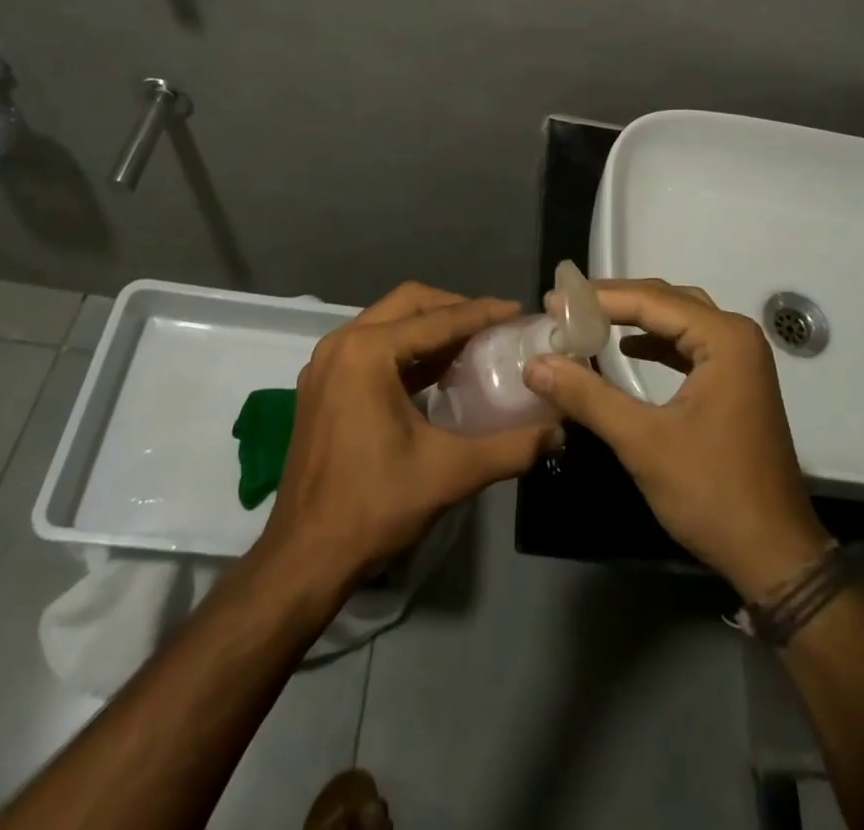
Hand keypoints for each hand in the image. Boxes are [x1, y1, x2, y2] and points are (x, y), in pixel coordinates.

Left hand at [257, 283, 560, 589]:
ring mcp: (326, 364)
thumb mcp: (450, 473)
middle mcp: (341, 344)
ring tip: (472, 344)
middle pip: (408, 304)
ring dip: (429, 328)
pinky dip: (406, 350)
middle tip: (494, 325)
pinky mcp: (322, 386)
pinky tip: (437, 372)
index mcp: (367, 352)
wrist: (304, 559)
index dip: (482, 313)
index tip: (518, 311)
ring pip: (387, 323)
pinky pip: (371, 348)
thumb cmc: (374, 507)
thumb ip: (510, 448)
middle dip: (454, 309)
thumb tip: (559, 433)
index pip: (437, 320)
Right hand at [523, 279, 827, 599]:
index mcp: (724, 339)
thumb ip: (588, 396)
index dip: (598, 298)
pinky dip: (656, 342)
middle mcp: (737, 337)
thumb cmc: (712, 493)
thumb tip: (536, 363)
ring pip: (679, 320)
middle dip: (615, 301)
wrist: (775, 556)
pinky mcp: (737, 384)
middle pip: (667, 301)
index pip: (651, 300)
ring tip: (588, 320)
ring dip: (635, 318)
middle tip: (565, 305)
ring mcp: (741, 361)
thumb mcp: (643, 442)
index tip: (551, 301)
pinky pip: (689, 345)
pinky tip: (626, 350)